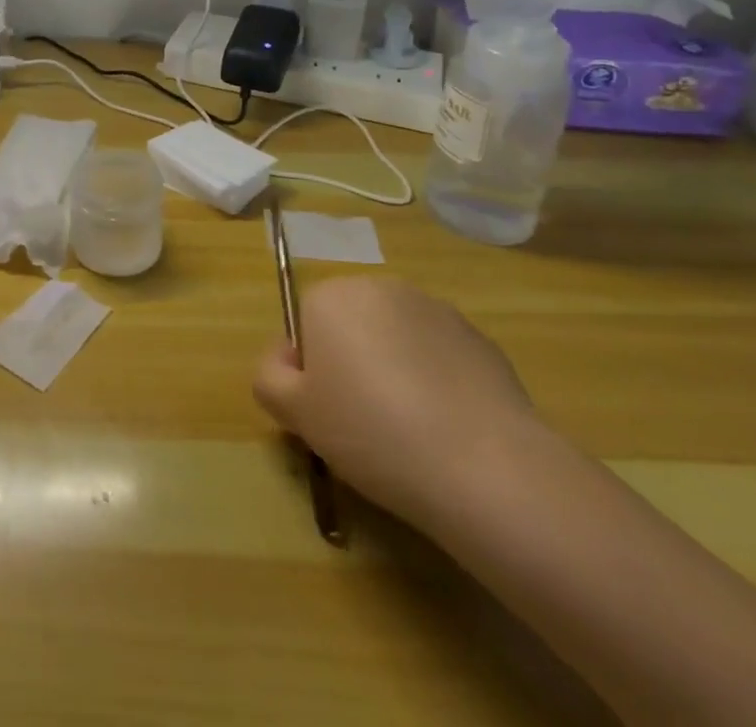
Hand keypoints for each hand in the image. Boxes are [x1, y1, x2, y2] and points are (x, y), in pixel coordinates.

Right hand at [253, 275, 536, 526]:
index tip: (327, 412)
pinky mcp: (481, 340)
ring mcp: (436, 309)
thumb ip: (269, 376)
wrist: (486, 467)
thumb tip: (285, 359)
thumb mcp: (295, 413)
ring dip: (396, 371)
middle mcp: (380, 287)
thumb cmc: (372, 432)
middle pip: (352, 324)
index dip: (311, 370)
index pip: (305, 324)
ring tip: (411, 432)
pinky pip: (440, 358)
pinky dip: (438, 384)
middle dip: (353, 363)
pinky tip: (448, 431)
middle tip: (363, 423)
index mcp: (331, 296)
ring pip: (397, 340)